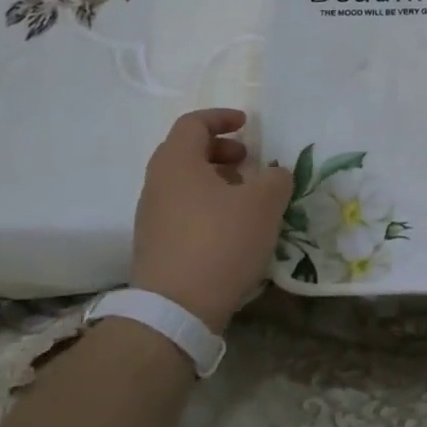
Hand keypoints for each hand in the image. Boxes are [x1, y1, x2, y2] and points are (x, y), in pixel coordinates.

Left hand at [131, 109, 291, 333]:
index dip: (222, 118)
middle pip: (185, 151)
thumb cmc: (221, 242)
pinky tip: (232, 228)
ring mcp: (151, 215)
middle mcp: (157, 183)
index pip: (193, 123)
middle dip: (220, 150)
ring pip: (184, 182)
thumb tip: (275, 174)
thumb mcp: (264, 205)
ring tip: (246, 197)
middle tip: (249, 161)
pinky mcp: (156, 244)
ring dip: (216, 180)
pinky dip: (207, 204)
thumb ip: (275, 179)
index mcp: (177, 162)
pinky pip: (182, 209)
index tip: (248, 125)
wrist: (176, 309)